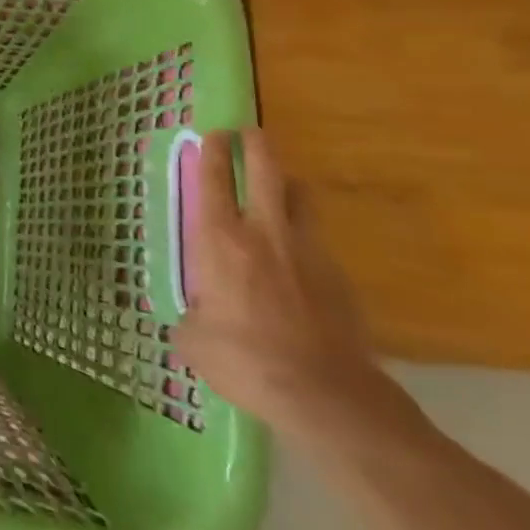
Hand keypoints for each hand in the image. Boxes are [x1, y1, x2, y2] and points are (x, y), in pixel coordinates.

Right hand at [173, 128, 412, 448]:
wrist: (327, 396)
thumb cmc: (246, 359)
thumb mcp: (195, 340)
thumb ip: (190, 318)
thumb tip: (193, 318)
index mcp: (220, 238)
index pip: (216, 178)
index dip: (214, 150)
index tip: (213, 134)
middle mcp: (264, 232)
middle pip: (267, 169)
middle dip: (256, 144)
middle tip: (249, 134)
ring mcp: (308, 250)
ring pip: (301, 196)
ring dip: (287, 184)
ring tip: (278, 186)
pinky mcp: (339, 277)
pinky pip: (317, 239)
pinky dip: (304, 234)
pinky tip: (297, 256)